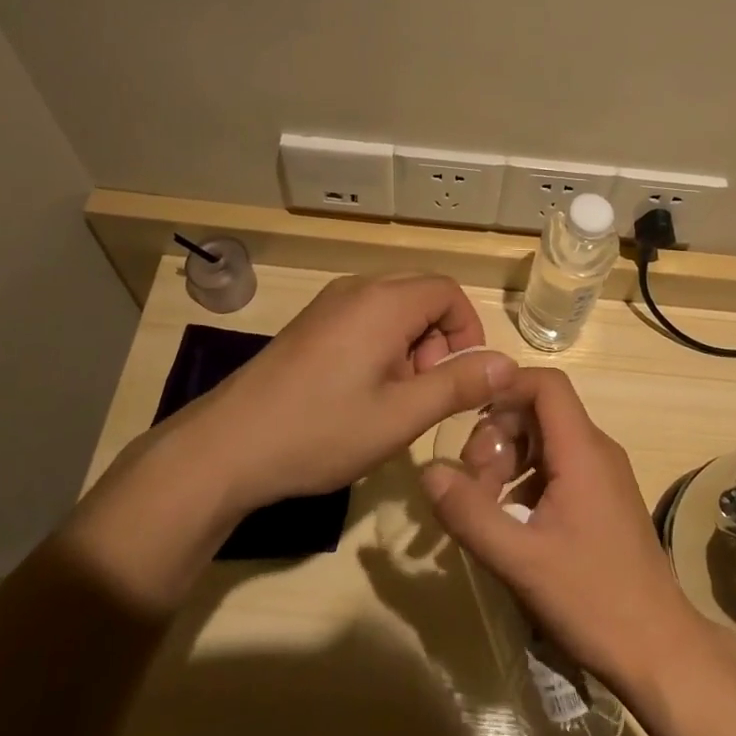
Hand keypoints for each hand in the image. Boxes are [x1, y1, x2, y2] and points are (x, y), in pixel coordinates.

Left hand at [191, 273, 516, 510]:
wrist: (227, 446)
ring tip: (394, 399)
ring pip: (393, 308)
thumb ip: (458, 385)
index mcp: (383, 301)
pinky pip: (365, 318)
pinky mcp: (311, 323)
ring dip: (410, 346)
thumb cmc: (321, 430)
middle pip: (422, 295)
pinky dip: (382, 346)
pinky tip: (363, 393)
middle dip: (438, 341)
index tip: (461, 378)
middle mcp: (357, 289)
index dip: (467, 330)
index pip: (448, 291)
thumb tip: (508, 363)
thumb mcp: (400, 416)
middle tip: (425, 393)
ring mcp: (329, 304)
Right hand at [421, 367, 714, 695]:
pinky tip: (510, 522)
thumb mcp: (521, 560)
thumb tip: (428, 472)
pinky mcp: (603, 500)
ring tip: (485, 505)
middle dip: (498, 435)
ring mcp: (603, 475)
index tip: (468, 418)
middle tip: (472, 481)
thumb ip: (471, 513)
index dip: (505, 387)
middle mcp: (597, 451)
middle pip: (539, 412)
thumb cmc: (593, 599)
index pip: (545, 384)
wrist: (660, 651)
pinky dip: (526, 481)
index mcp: (582, 451)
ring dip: (509, 460)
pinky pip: (558, 467)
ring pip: (546, 441)